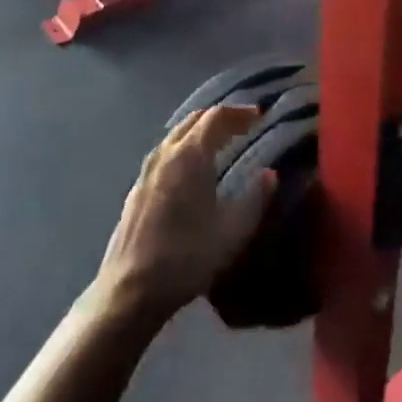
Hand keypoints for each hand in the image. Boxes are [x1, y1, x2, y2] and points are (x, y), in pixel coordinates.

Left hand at [92, 106, 275, 323]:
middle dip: (220, 117)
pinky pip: (165, 152)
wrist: (131, 289)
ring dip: (200, 130)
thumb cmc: (187, 257)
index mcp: (191, 155)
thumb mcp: (233, 231)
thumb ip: (256, 198)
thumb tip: (270, 174)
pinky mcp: (136, 187)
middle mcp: (166, 153)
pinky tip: (192, 169)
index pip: (217, 117)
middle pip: (194, 119)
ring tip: (221, 142)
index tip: (260, 116)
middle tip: (244, 126)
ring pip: (176, 134)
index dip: (240, 113)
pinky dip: (185, 147)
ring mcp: (147, 170)